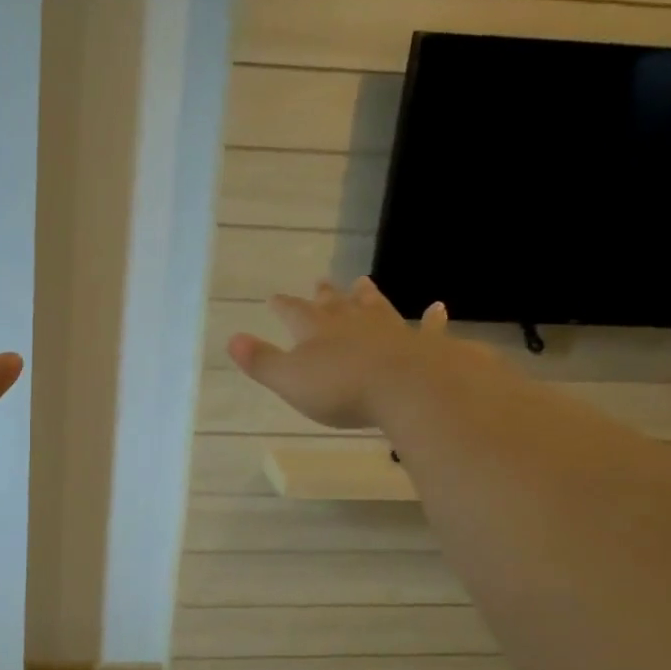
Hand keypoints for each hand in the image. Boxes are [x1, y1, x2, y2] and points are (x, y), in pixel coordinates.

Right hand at [228, 277, 447, 430]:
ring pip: (375, 308)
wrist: (408, 388)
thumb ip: (262, 360)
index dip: (283, 305)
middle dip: (325, 295)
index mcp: (316, 330)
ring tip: (363, 282)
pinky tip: (438, 308)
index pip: (294, 312)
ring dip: (367, 296)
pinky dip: (431, 320)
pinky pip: (427, 328)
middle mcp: (352, 323)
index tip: (274, 297)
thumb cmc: (342, 388)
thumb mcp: (290, 379)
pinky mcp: (424, 345)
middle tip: (321, 281)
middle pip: (335, 304)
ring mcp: (390, 330)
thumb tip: (232, 338)